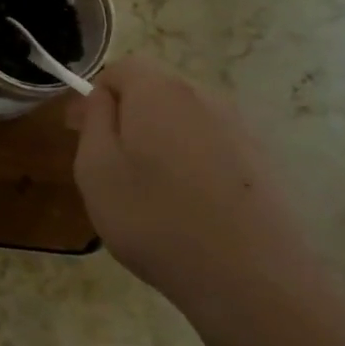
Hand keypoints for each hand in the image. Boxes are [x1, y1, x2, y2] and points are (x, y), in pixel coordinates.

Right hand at [68, 58, 340, 345]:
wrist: (249, 277)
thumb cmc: (153, 218)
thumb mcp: (95, 168)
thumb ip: (93, 120)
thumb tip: (100, 96)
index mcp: (160, 92)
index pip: (122, 67)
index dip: (96, 95)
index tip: (80, 134)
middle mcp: (207, 98)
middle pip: (155, 92)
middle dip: (127, 118)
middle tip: (107, 169)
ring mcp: (242, 130)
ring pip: (184, 122)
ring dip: (159, 143)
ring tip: (147, 194)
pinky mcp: (265, 163)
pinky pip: (212, 149)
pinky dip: (191, 165)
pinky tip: (187, 208)